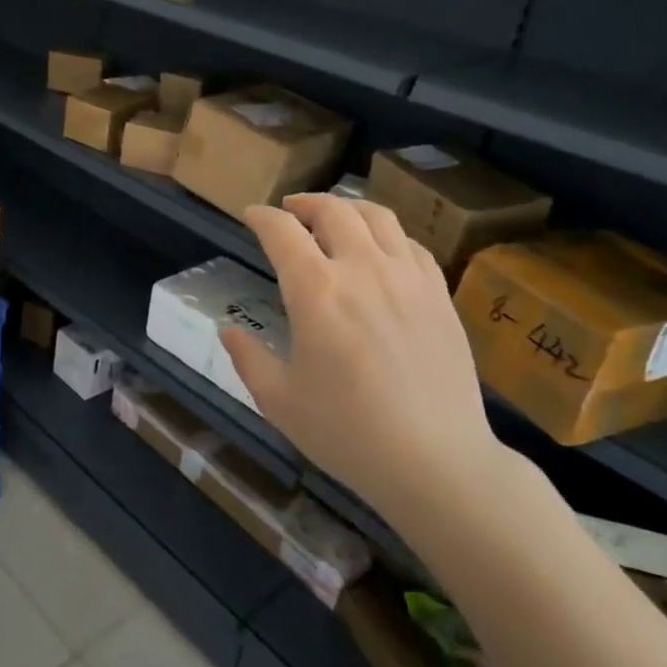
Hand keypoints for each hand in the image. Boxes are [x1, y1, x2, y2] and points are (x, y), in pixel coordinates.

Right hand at [219, 194, 509, 525]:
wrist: (436, 462)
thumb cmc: (348, 433)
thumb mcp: (279, 401)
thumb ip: (248, 358)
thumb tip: (227, 330)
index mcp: (316, 291)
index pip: (282, 231)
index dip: (261, 217)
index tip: (251, 216)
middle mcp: (362, 269)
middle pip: (332, 210)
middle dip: (303, 203)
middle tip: (290, 212)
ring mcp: (407, 277)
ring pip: (377, 216)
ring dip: (347, 208)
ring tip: (334, 218)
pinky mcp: (438, 294)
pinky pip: (410, 243)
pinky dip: (386, 234)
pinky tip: (379, 250)